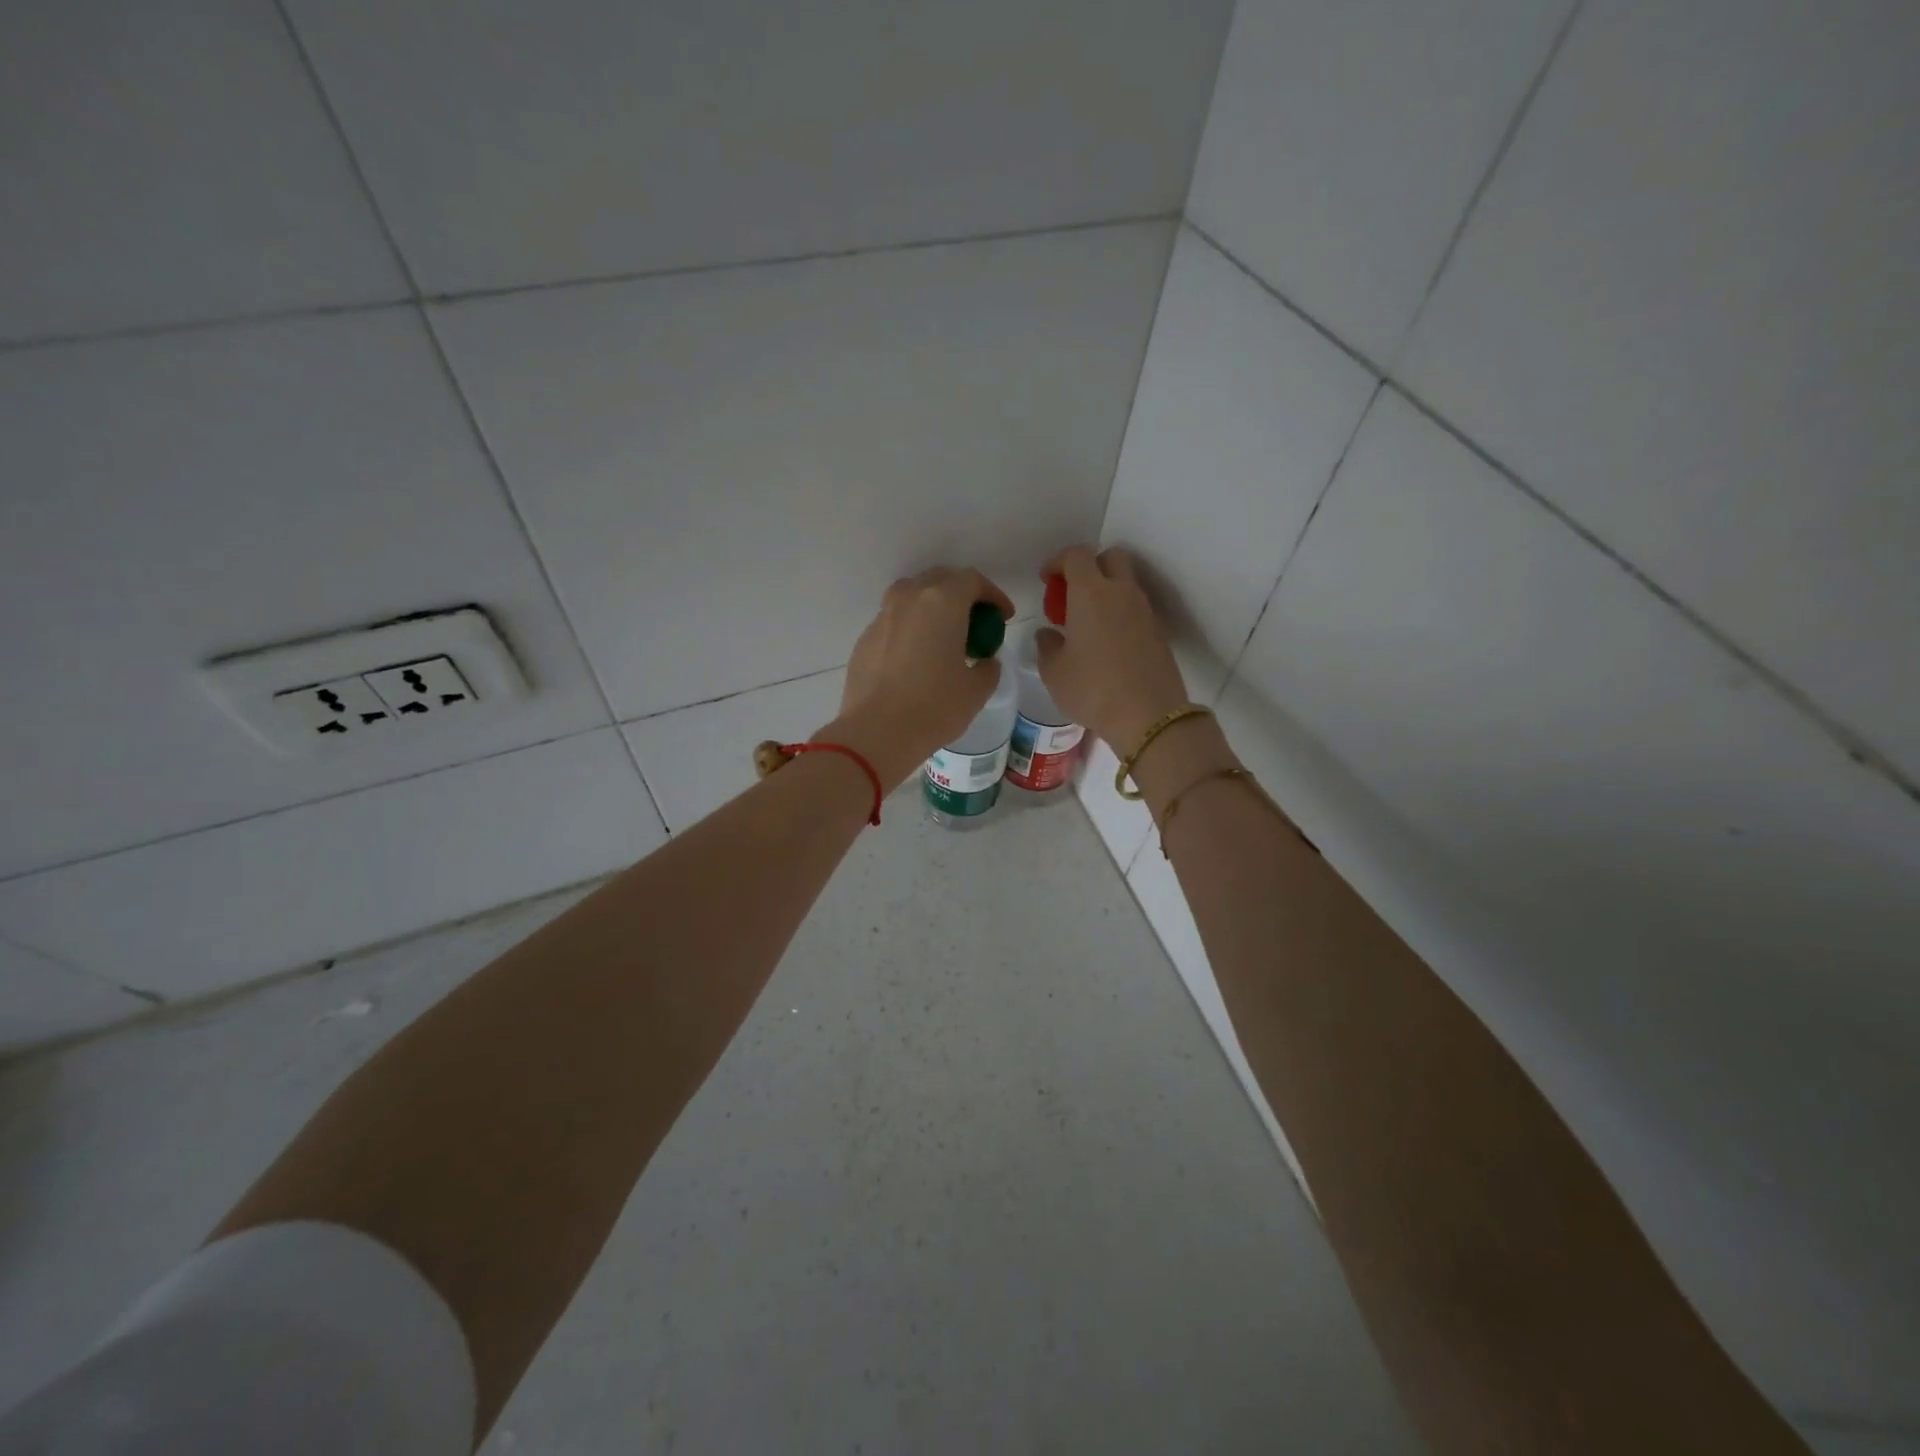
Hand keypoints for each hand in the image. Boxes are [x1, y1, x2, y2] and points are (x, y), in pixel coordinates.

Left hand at [822, 567, 1014, 788]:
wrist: (877, 732)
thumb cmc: (934, 707)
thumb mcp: (976, 690)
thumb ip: (988, 667)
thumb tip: (984, 661)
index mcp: (942, 602)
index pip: (973, 581)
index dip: (993, 595)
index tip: (1003, 617)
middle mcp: (909, 599)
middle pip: (939, 580)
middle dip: (961, 595)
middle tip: (974, 622)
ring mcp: (882, 617)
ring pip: (911, 596)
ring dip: (931, 607)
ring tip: (942, 634)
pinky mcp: (864, 639)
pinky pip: (893, 622)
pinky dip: (909, 629)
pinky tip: (915, 657)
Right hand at [1035, 545, 1189, 751]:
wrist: (1149, 716)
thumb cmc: (1092, 689)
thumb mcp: (1054, 672)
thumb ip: (1046, 646)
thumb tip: (1049, 634)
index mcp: (1091, 593)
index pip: (1076, 556)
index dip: (1058, 562)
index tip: (1047, 580)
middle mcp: (1121, 593)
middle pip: (1110, 558)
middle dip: (1089, 567)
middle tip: (1071, 595)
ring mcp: (1145, 611)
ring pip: (1125, 584)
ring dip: (1106, 592)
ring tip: (1086, 624)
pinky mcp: (1158, 632)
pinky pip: (1135, 609)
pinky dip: (1119, 614)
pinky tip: (1106, 644)